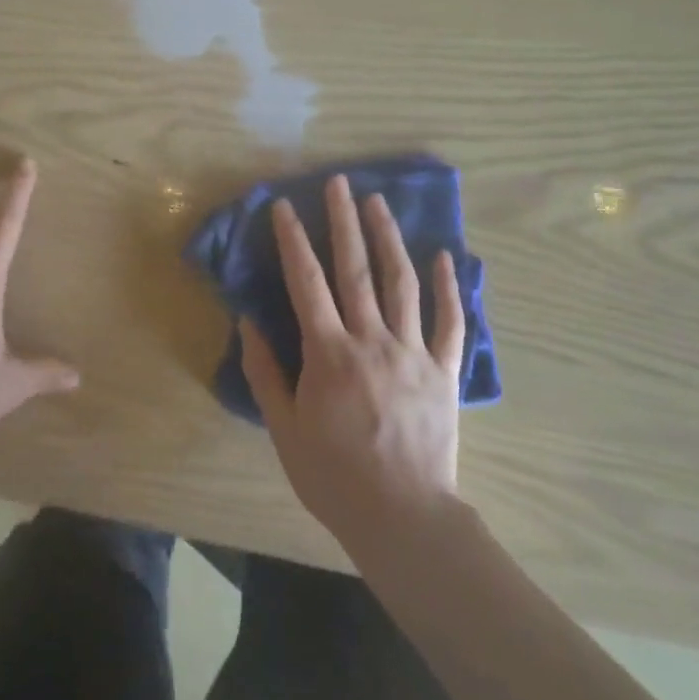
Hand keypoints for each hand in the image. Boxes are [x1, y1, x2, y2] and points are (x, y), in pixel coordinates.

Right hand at [240, 174, 465, 556]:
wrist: (403, 517)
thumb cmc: (334, 475)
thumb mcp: (284, 428)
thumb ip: (265, 372)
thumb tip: (248, 322)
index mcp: (328, 353)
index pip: (306, 282)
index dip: (293, 240)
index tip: (284, 205)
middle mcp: (371, 340)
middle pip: (356, 269)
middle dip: (344, 221)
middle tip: (339, 182)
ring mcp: (413, 352)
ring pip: (402, 283)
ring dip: (389, 238)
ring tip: (379, 202)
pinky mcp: (445, 371)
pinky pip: (450, 322)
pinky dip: (450, 287)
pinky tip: (446, 256)